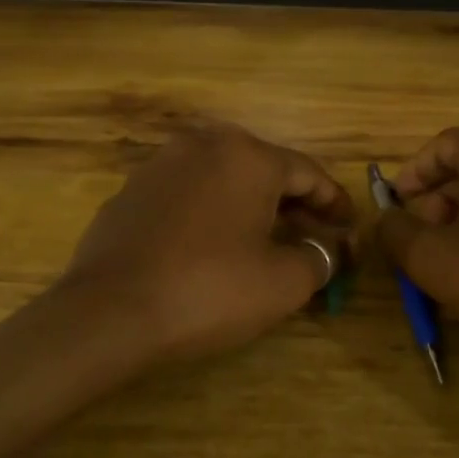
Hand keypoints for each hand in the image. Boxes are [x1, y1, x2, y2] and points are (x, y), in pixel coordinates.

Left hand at [55, 122, 353, 366]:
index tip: (349, 228)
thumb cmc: (210, 289)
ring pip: (222, 181)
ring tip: (266, 242)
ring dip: (251, 207)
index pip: (307, 173)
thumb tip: (330, 248)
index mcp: (246, 156)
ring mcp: (159, 166)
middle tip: (313, 237)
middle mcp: (203, 145)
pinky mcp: (129, 193)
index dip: (334, 202)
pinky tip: (213, 248)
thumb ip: (320, 257)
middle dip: (294, 205)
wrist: (109, 312)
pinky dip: (211, 215)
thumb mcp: (283, 281)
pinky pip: (187, 197)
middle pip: (264, 171)